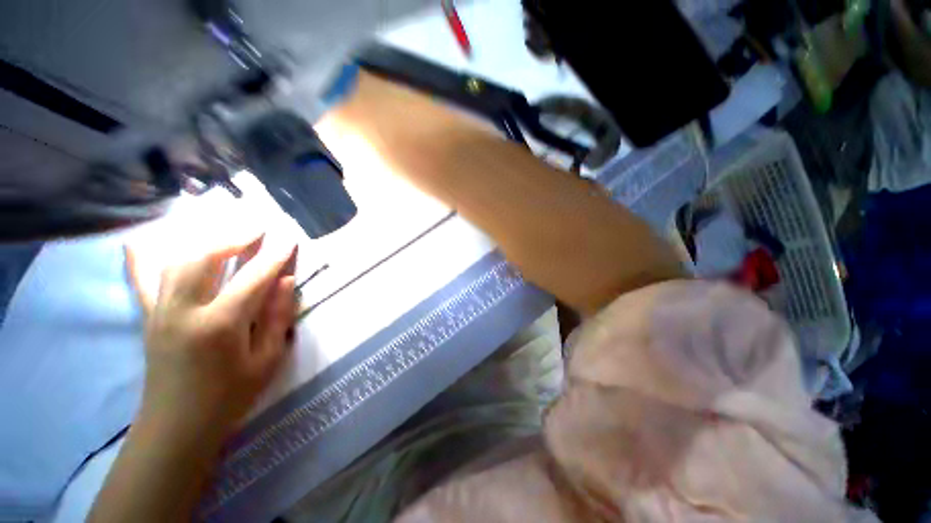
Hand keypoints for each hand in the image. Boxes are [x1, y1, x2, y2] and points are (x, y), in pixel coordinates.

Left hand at [125, 235, 296, 442]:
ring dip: (204, 240)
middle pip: (204, 258)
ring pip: (176, 261)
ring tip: (227, 232)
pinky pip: (141, 282)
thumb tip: (285, 281)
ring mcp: (160, 311)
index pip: (253, 278)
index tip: (289, 238)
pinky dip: (140, 259)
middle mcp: (184, 310)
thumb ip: (277, 316)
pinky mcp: (149, 317)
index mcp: (220, 324)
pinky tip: (138, 242)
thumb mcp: (266, 360)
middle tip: (258, 227)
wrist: (177, 425)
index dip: (274, 256)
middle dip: (234, 237)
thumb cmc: (230, 395)